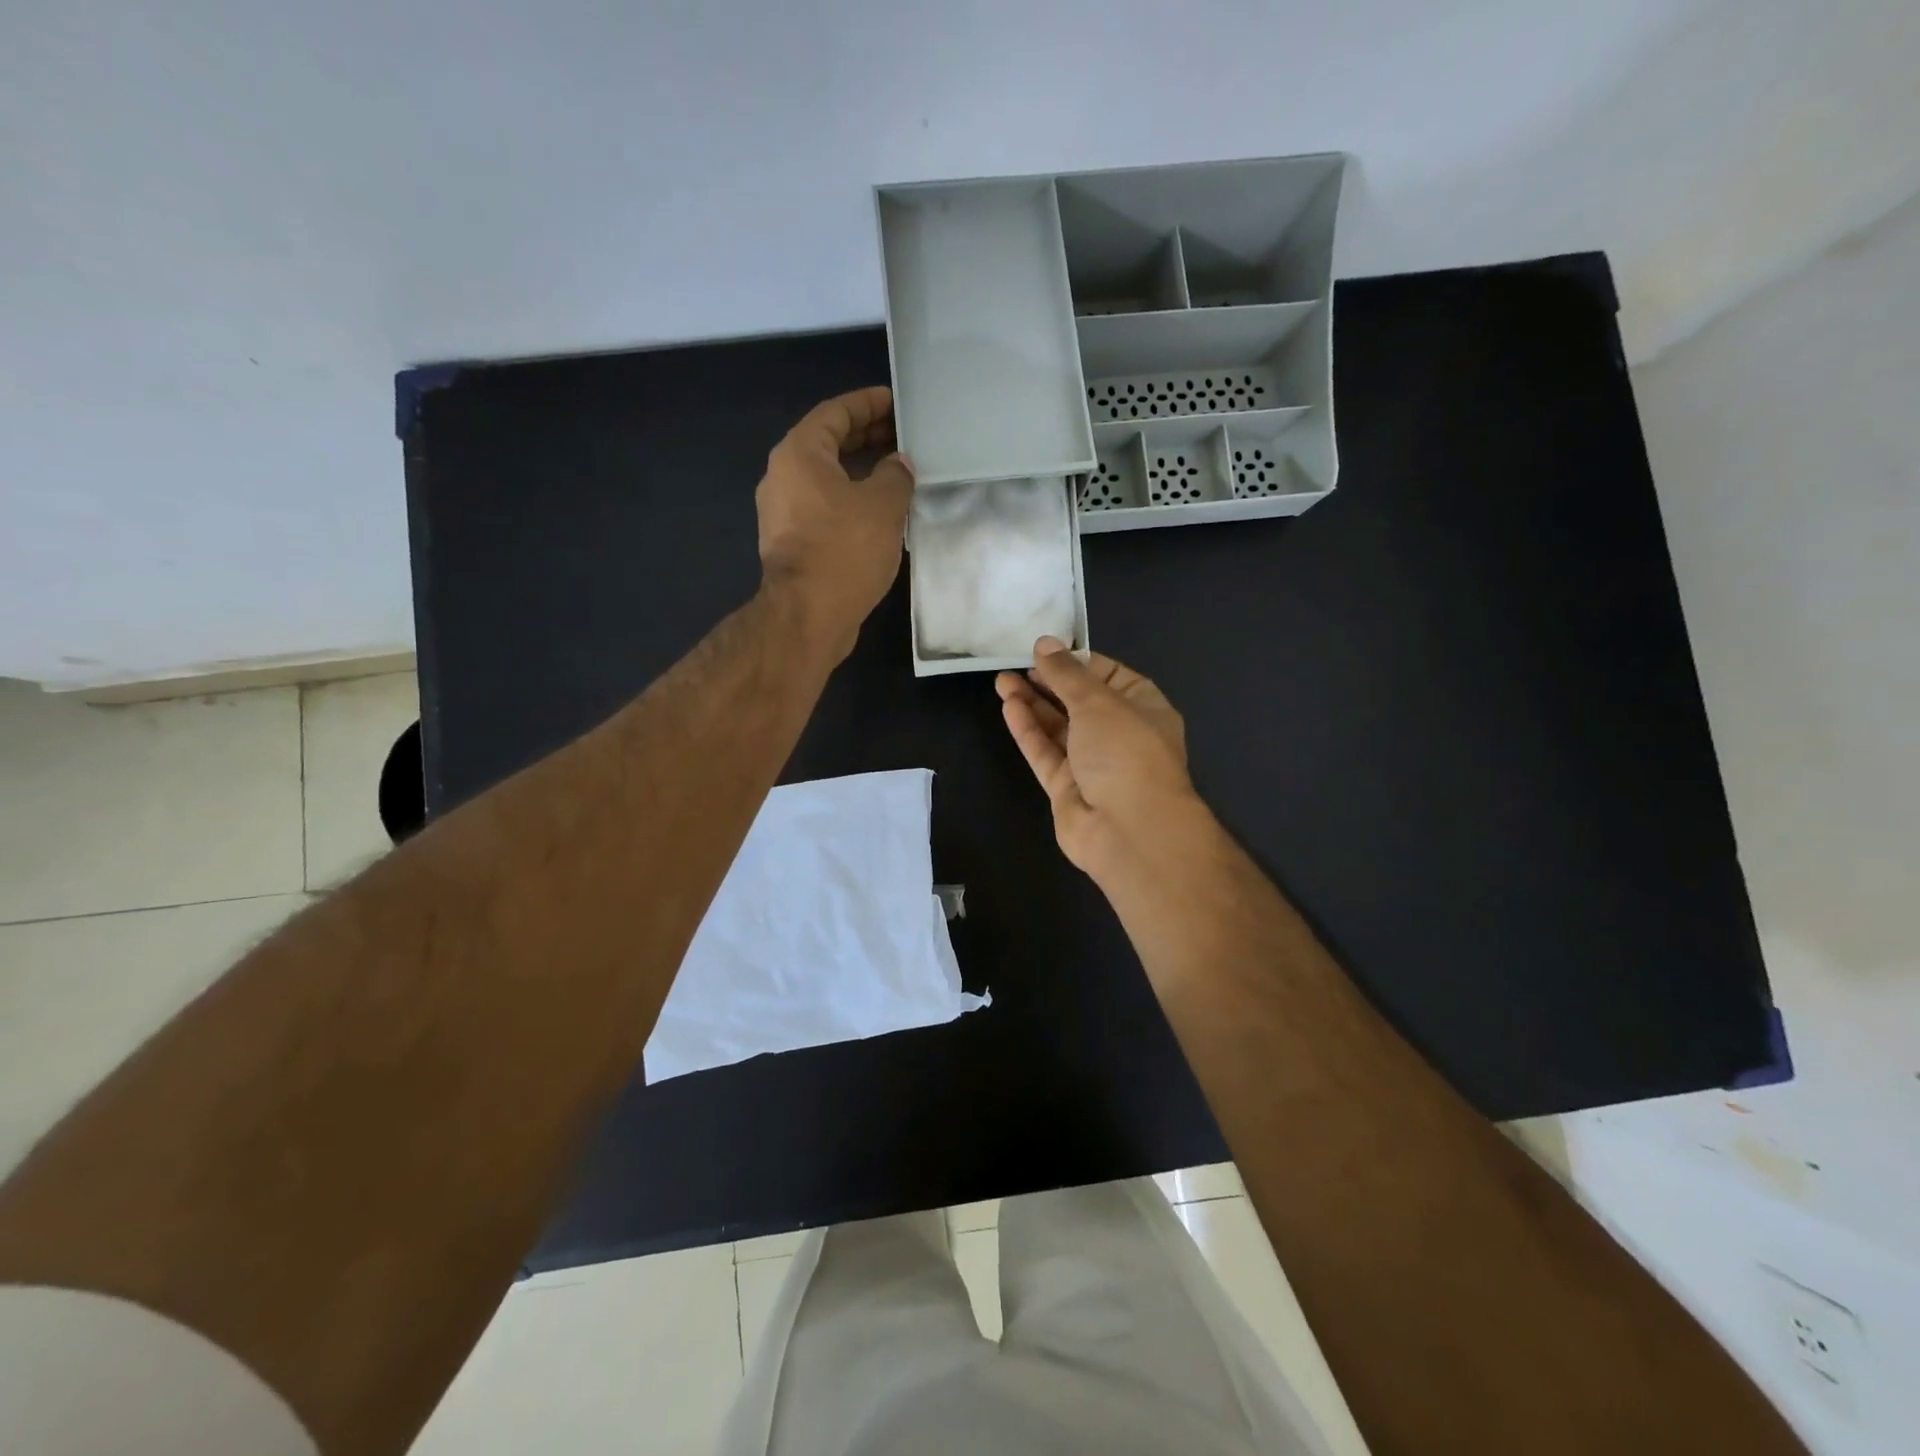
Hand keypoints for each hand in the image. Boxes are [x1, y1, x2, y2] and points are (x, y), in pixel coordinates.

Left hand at [756, 386, 913, 662]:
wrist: (808, 615)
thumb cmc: (844, 550)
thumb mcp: (883, 505)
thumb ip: (896, 475)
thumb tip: (899, 464)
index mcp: (799, 455)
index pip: (835, 413)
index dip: (867, 404)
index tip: (896, 402)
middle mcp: (783, 477)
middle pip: (827, 444)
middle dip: (866, 437)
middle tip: (902, 436)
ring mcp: (783, 513)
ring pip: (826, 479)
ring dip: (860, 472)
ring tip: (897, 473)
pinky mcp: (792, 544)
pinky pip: (824, 507)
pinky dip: (850, 500)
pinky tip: (879, 512)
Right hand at [995, 639, 1202, 881]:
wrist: (1129, 830)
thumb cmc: (1126, 752)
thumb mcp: (1098, 701)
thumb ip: (1066, 673)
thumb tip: (1045, 643)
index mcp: (1143, 708)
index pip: (1109, 675)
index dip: (1077, 662)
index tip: (1046, 650)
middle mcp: (1119, 734)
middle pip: (1079, 702)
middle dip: (1048, 682)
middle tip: (1015, 664)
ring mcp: (1092, 764)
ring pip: (1058, 728)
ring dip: (1032, 704)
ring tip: (1002, 681)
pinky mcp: (1067, 788)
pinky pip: (1045, 753)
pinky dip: (1028, 730)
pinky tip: (1009, 706)